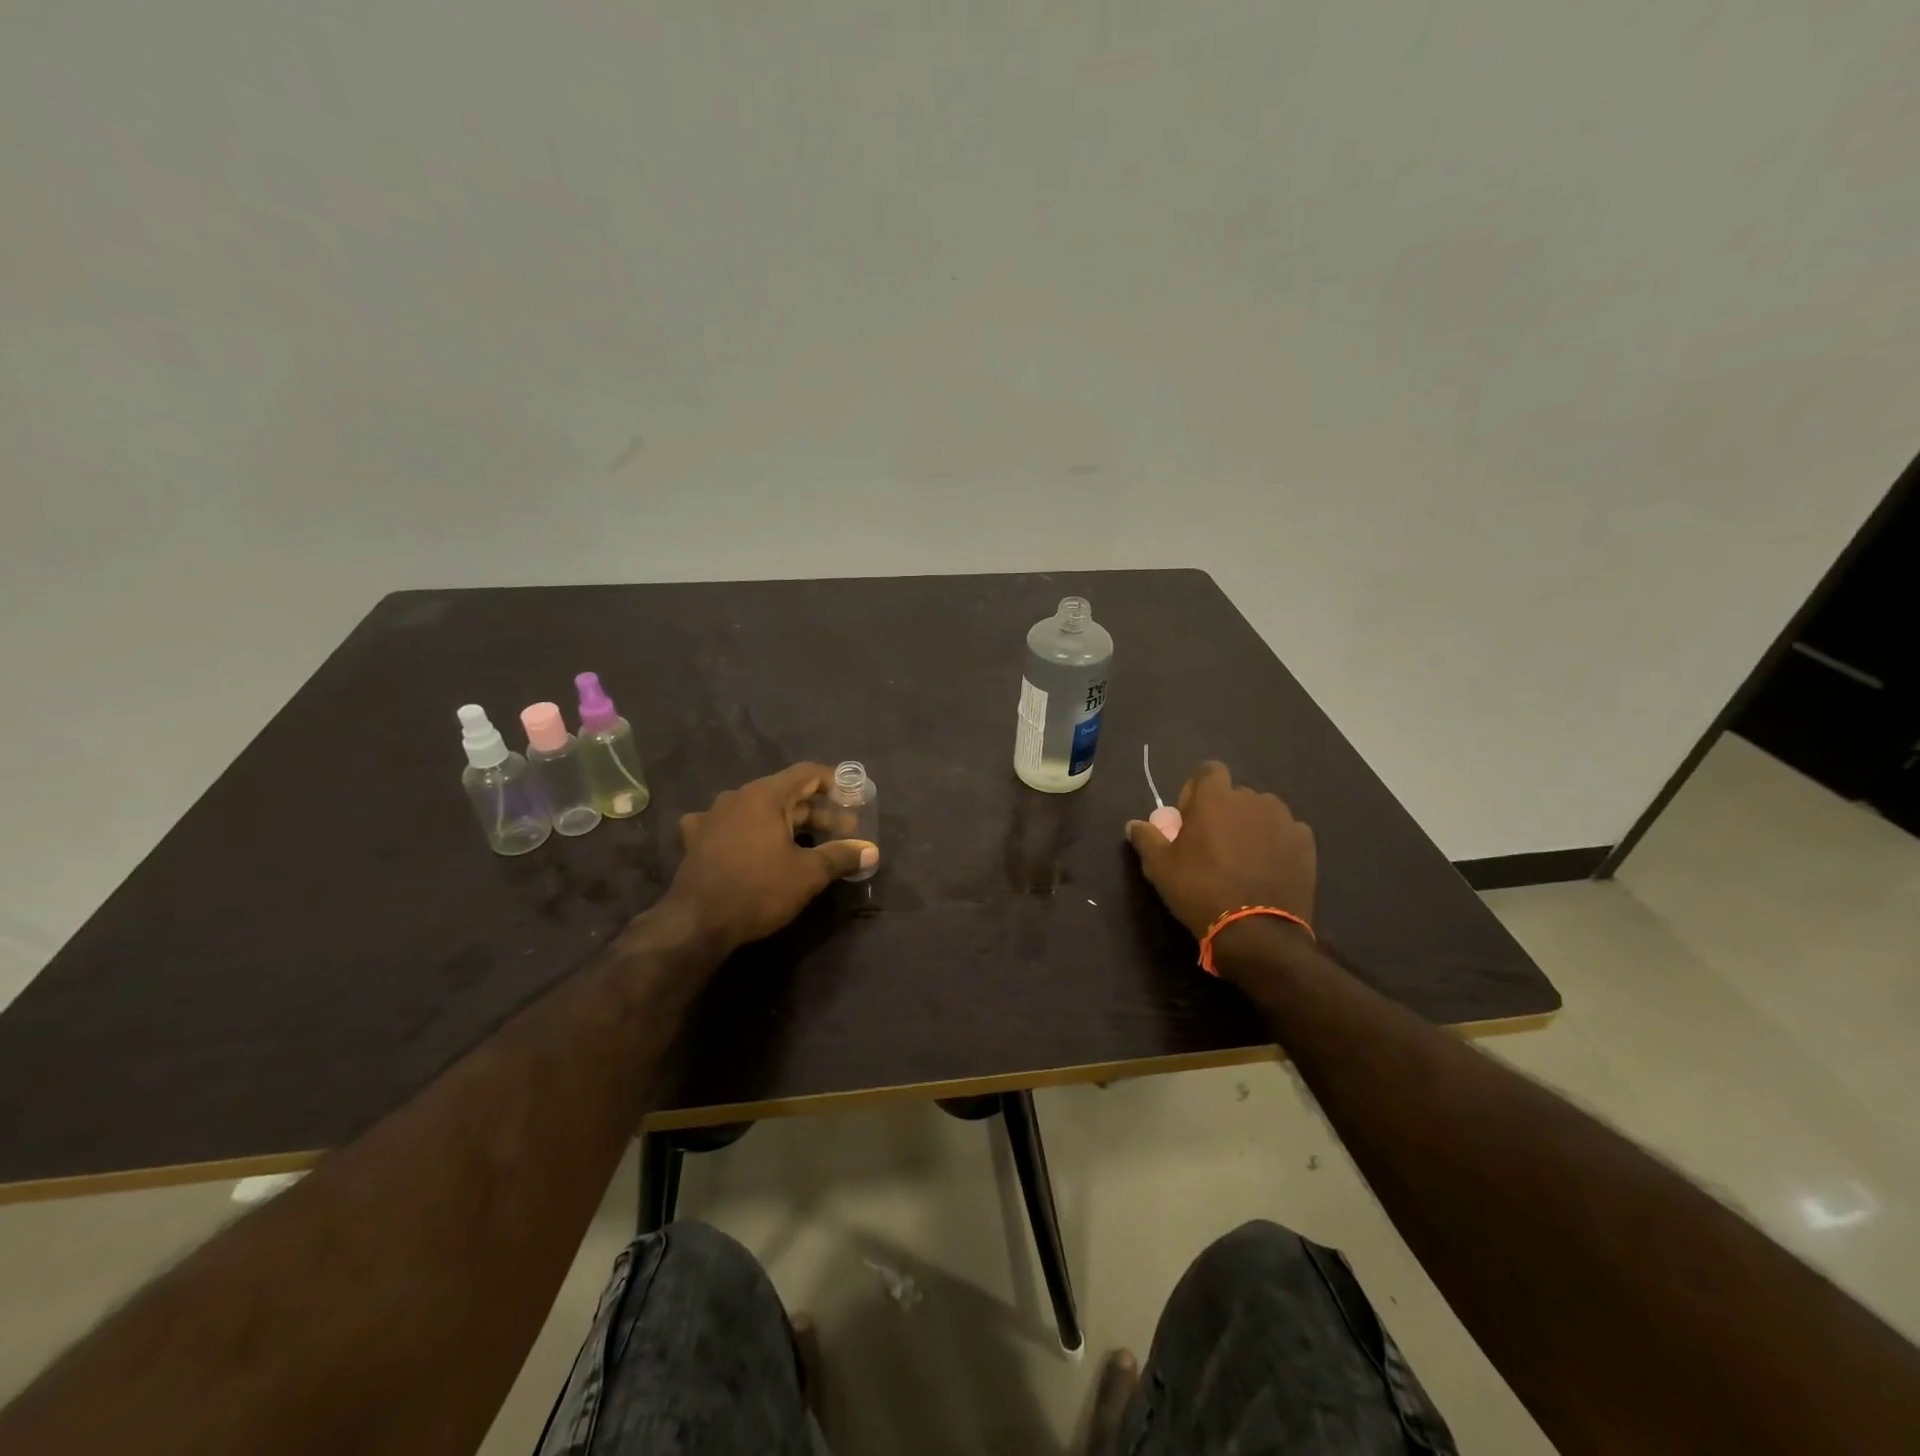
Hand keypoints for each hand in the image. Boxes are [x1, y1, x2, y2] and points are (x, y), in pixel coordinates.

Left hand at [663, 763, 877, 954]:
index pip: (806, 773)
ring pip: (758, 810)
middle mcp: (737, 797)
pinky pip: (728, 825)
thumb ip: (841, 856)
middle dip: (817, 811)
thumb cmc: (758, 890)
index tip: (852, 796)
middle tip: (843, 831)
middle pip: (785, 793)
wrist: (696, 923)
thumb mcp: (808, 874)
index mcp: (765, 795)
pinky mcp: (697, 839)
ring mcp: (712, 817)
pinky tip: (749, 843)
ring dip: (785, 821)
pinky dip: (747, 831)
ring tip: (807, 841)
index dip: (833, 781)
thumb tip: (872, 851)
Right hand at [1126, 761, 1315, 939]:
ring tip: (1244, 856)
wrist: (1256, 931)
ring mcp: (1284, 819)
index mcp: (1215, 798)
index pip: (1209, 770)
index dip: (1197, 790)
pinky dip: (1277, 843)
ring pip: (1263, 811)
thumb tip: (1134, 824)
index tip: (1191, 817)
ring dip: (1252, 824)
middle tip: (1214, 843)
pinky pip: (1286, 832)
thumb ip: (1146, 838)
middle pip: (1235, 793)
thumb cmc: (1200, 890)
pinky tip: (1268, 868)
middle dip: (1225, 810)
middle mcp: (1252, 799)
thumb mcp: (1160, 867)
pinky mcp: (1306, 843)